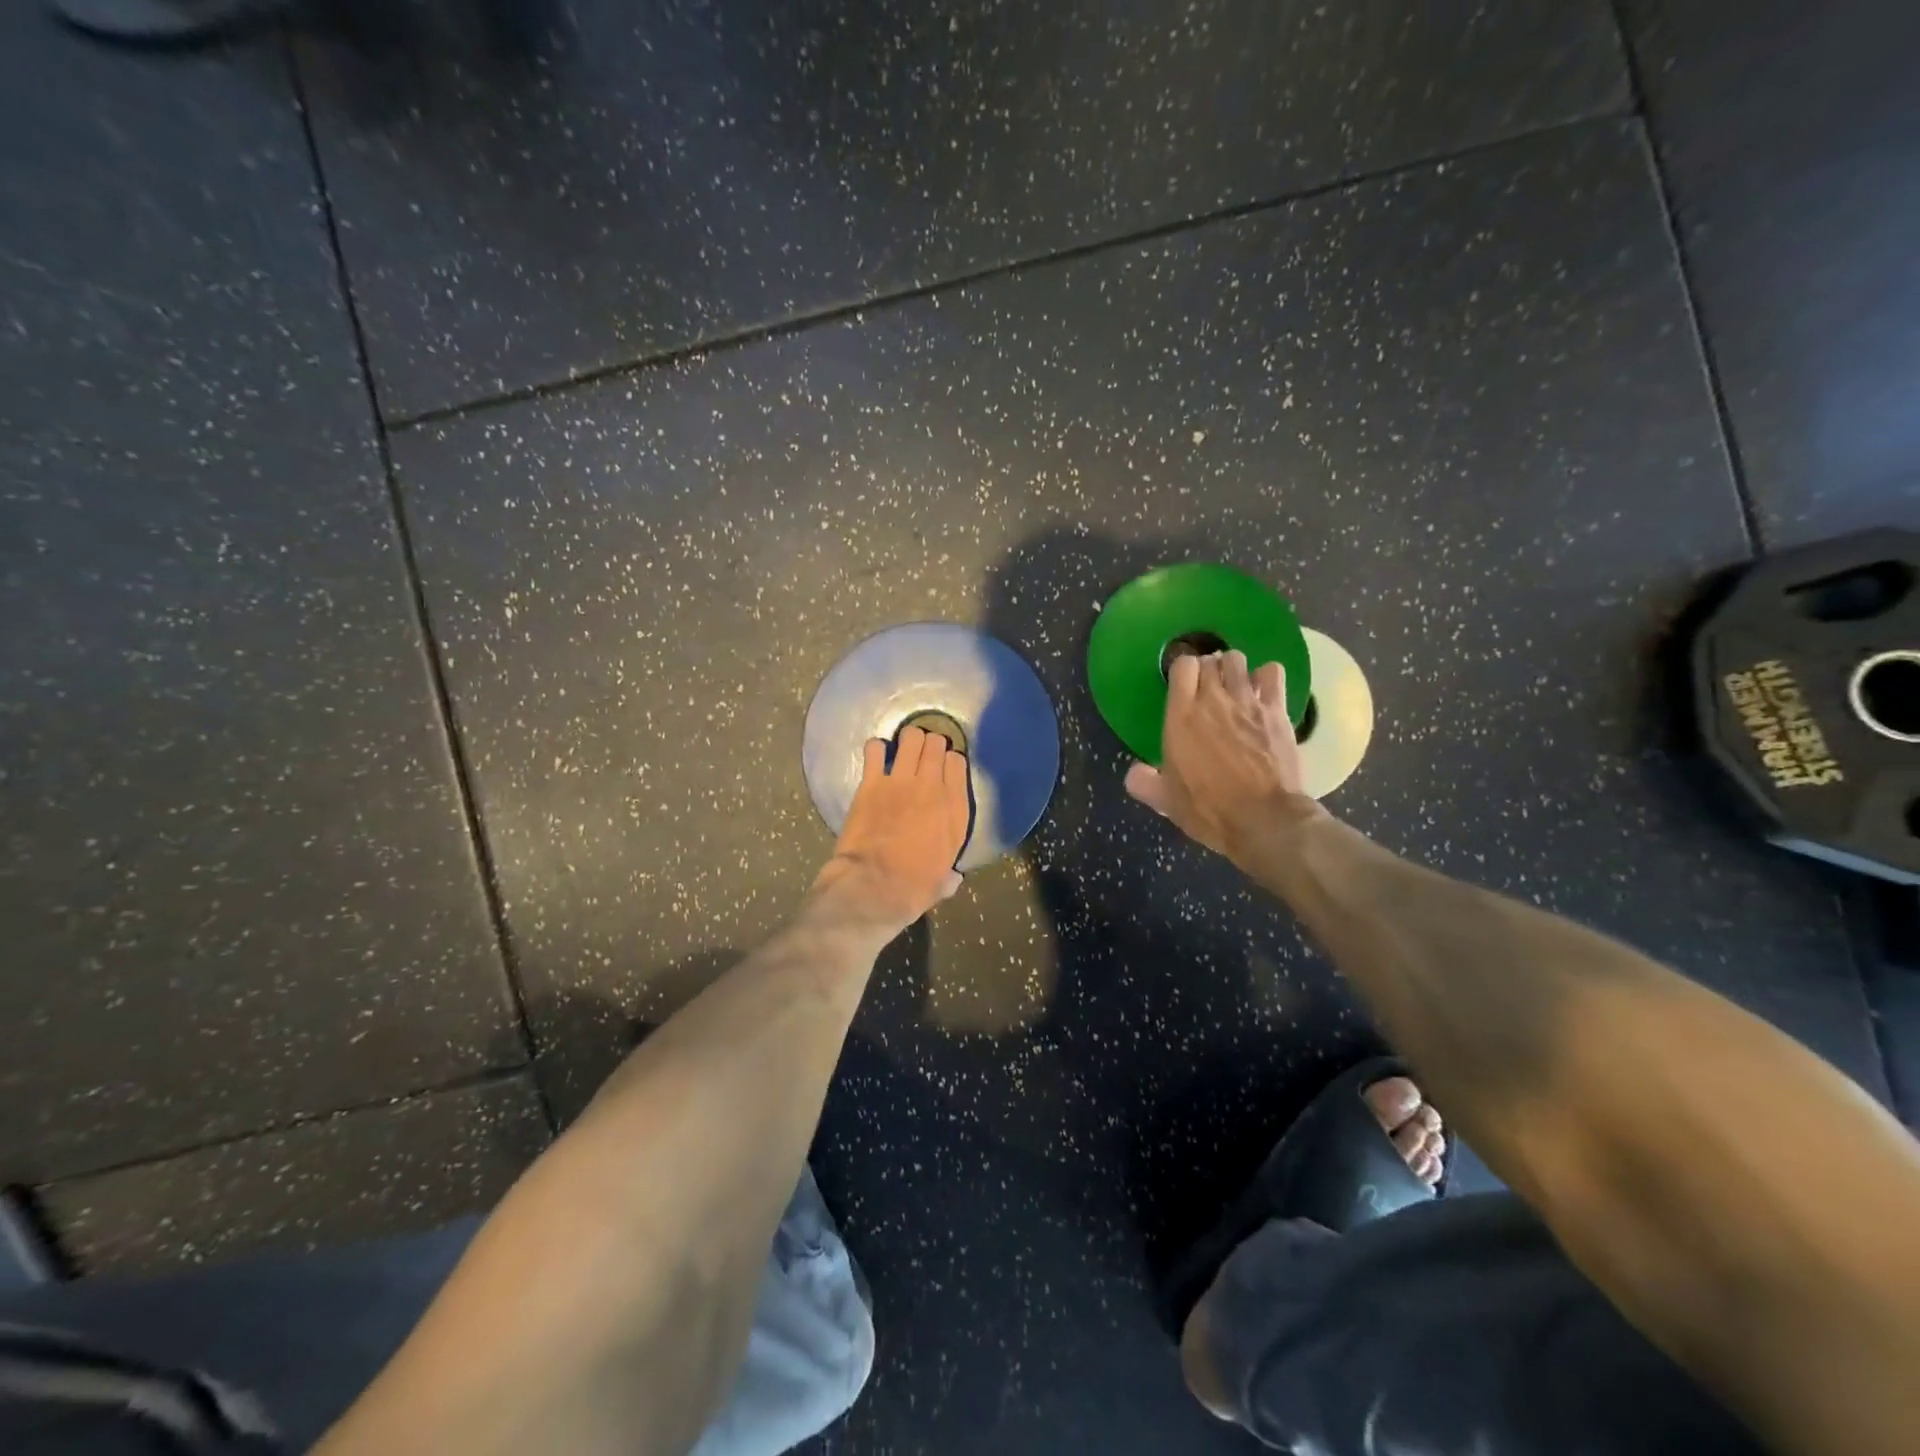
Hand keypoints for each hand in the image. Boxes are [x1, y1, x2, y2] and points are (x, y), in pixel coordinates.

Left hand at [809, 727, 970, 939]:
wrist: (874, 886)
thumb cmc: (913, 889)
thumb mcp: (941, 884)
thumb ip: (948, 876)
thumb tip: (952, 879)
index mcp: (956, 810)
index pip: (958, 763)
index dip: (950, 761)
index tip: (943, 768)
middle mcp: (933, 787)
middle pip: (937, 744)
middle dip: (930, 745)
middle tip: (922, 755)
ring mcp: (902, 781)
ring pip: (911, 738)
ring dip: (908, 740)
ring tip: (903, 749)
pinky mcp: (872, 782)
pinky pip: (875, 749)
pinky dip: (876, 750)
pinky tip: (876, 757)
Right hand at [1124, 650, 1324, 862]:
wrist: (1263, 819)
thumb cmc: (1208, 809)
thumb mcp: (1166, 801)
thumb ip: (1144, 782)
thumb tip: (1133, 773)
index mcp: (1181, 716)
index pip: (1182, 666)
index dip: (1182, 671)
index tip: (1183, 687)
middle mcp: (1213, 700)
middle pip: (1210, 659)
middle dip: (1208, 669)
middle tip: (1208, 690)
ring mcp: (1247, 702)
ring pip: (1237, 660)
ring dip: (1233, 669)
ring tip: (1234, 687)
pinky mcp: (1276, 711)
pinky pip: (1272, 673)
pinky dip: (1266, 677)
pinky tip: (1263, 693)